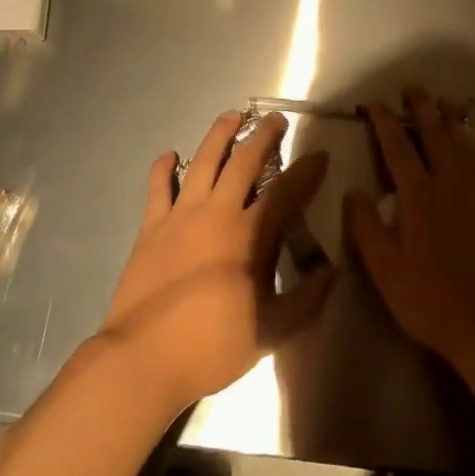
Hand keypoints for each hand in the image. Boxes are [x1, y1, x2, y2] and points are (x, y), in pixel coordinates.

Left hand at [100, 110, 335, 413]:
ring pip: (202, 162)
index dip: (307, 171)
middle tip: (276, 120)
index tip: (321, 155)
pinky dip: (163, 168)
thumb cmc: (212, 346)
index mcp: (249, 234)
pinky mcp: (150, 228)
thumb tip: (332, 271)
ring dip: (218, 136)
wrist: (142, 359)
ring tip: (231, 116)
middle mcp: (217, 213)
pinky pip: (157, 188)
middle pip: (244, 162)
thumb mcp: (271, 332)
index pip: (287, 190)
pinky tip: (169, 155)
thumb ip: (306, 300)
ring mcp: (180, 217)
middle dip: (263, 137)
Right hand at [344, 88, 474, 371]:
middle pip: (434, 135)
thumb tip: (353, 190)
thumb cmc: (430, 298)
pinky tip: (467, 143)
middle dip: (422, 109)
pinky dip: (469, 142)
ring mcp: (471, 194)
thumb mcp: (385, 269)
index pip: (398, 148)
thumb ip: (367, 226)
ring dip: (449, 120)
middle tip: (412, 88)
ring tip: (443, 102)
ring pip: (460, 144)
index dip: (384, 123)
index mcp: (419, 196)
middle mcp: (447, 184)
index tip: (374, 103)